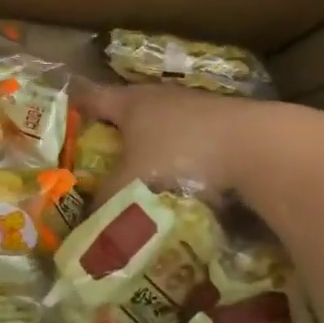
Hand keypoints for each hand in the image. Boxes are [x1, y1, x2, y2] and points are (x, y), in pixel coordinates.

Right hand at [82, 81, 275, 201]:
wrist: (260, 148)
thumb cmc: (180, 157)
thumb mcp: (132, 187)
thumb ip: (107, 204)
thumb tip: (89, 226)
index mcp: (131, 102)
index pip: (93, 97)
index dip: (76, 108)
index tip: (64, 119)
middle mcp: (163, 97)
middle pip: (130, 110)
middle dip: (117, 132)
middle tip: (102, 158)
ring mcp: (199, 107)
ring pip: (166, 125)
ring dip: (156, 146)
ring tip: (147, 174)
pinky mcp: (228, 124)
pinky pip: (195, 140)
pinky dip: (187, 157)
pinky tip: (190, 182)